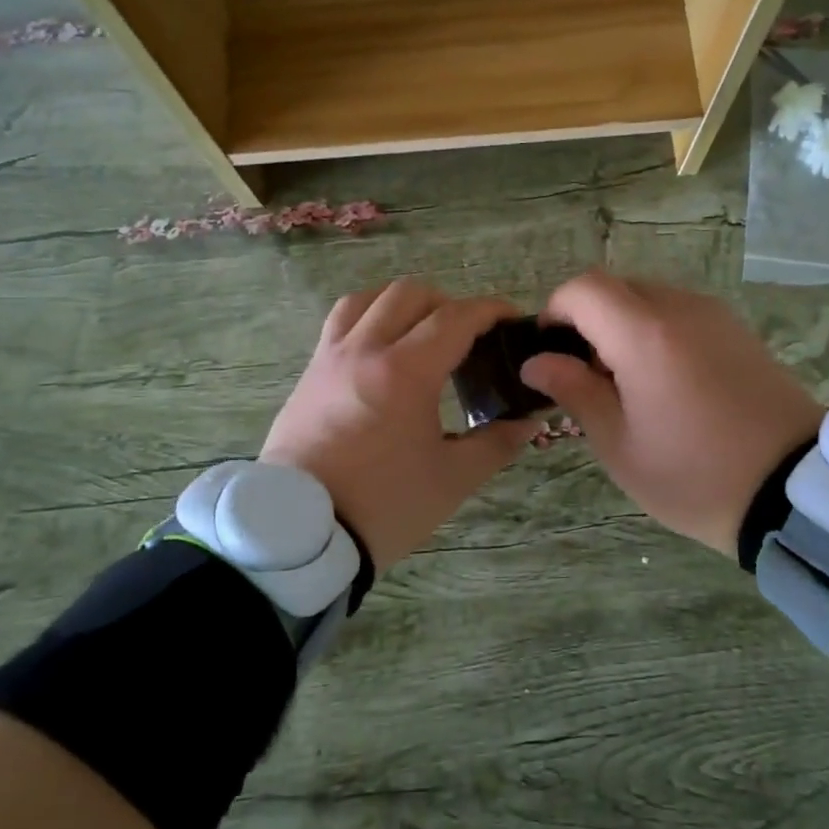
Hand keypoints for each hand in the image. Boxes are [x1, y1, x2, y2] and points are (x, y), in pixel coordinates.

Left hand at [261, 280, 538, 571]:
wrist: (301, 533)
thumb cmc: (383, 506)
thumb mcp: (452, 479)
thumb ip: (496, 443)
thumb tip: (528, 420)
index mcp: (405, 372)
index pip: (455, 318)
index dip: (489, 311)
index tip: (510, 319)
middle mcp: (365, 351)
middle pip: (409, 295)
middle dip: (447, 303)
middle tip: (468, 335)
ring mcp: (330, 358)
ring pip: (367, 299)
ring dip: (402, 304)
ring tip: (421, 332)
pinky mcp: (309, 374)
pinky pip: (339, 324)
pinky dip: (367, 318)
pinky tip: (380, 349)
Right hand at [519, 272, 823, 555]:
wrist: (795, 492)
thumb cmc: (694, 474)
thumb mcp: (619, 444)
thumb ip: (574, 391)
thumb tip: (537, 362)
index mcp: (644, 334)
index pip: (583, 288)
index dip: (555, 311)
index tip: (550, 351)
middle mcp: (680, 309)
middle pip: (616, 288)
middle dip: (588, 321)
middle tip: (587, 376)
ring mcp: (716, 317)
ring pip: (649, 299)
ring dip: (623, 327)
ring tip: (628, 385)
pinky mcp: (739, 332)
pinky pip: (682, 315)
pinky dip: (657, 333)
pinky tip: (667, 384)